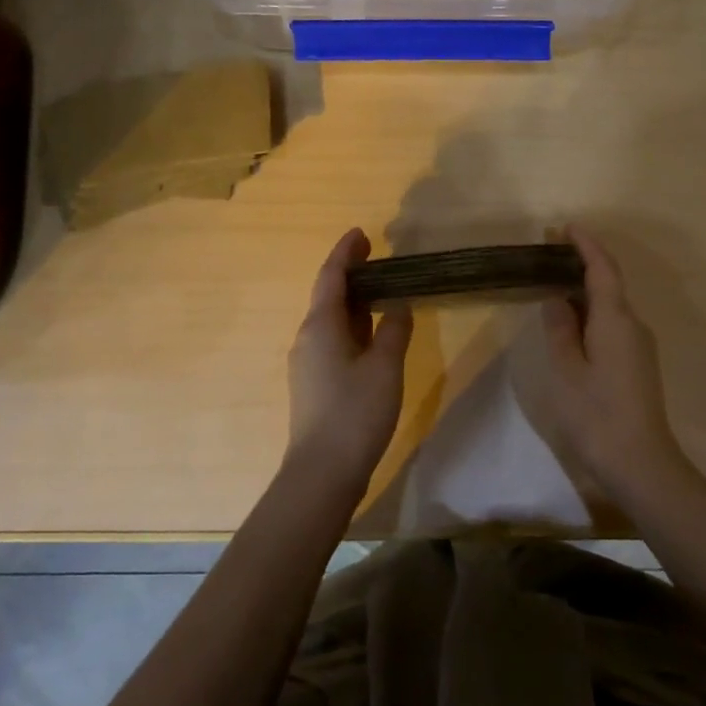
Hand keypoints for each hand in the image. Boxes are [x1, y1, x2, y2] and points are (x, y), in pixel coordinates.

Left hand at [286, 228, 413, 494]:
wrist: (322, 472)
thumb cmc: (355, 412)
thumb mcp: (385, 367)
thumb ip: (394, 330)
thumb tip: (397, 305)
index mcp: (321, 326)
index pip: (331, 277)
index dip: (345, 253)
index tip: (361, 233)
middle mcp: (307, 338)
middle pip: (328, 295)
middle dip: (350, 274)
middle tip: (376, 257)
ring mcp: (307, 362)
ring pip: (330, 320)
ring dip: (352, 301)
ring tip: (379, 290)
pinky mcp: (314, 383)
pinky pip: (332, 340)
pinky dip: (352, 326)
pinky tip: (371, 333)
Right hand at [540, 226, 689, 499]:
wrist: (641, 462)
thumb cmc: (596, 414)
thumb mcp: (567, 370)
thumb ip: (560, 329)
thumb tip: (556, 298)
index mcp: (615, 319)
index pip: (603, 269)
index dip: (586, 245)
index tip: (566, 227)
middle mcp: (633, 324)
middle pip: (608, 283)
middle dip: (582, 263)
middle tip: (549, 254)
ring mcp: (639, 345)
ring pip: (611, 305)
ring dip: (585, 289)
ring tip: (553, 284)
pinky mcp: (638, 363)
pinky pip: (613, 323)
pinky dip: (592, 312)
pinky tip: (572, 322)